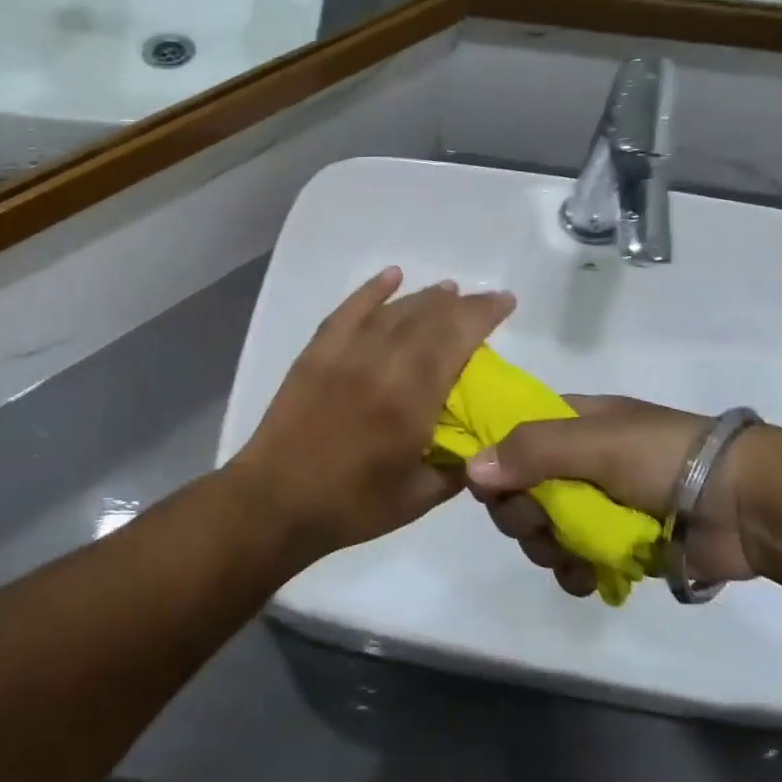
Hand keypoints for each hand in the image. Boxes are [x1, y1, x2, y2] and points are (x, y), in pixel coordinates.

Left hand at [228, 268, 515, 558]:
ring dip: (425, 297)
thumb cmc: (351, 506)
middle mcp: (380, 363)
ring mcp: (344, 352)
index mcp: (410, 399)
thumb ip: (457, 466)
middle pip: (428, 316)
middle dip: (461, 304)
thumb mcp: (419, 497)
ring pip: (393, 310)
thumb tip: (481, 444)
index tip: (505, 303)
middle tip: (482, 303)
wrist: (276, 501)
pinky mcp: (317, 351)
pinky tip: (392, 276)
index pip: (456, 338)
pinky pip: (349, 309)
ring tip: (448, 292)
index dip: (483, 314)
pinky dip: (372, 289)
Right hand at [467, 395, 760, 595]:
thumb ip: (531, 451)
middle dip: (521, 514)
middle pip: (518, 491)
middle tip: (540, 522)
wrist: (746, 504)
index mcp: (568, 424)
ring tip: (571, 555)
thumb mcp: (593, 441)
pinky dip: (574, 572)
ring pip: (542, 532)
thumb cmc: (663, 456)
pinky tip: (587, 577)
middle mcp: (575, 462)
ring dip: (547, 548)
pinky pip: (574, 563)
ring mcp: (595, 506)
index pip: (508, 439)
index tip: (490, 489)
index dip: (493, 464)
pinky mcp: (616, 546)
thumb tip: (470, 470)